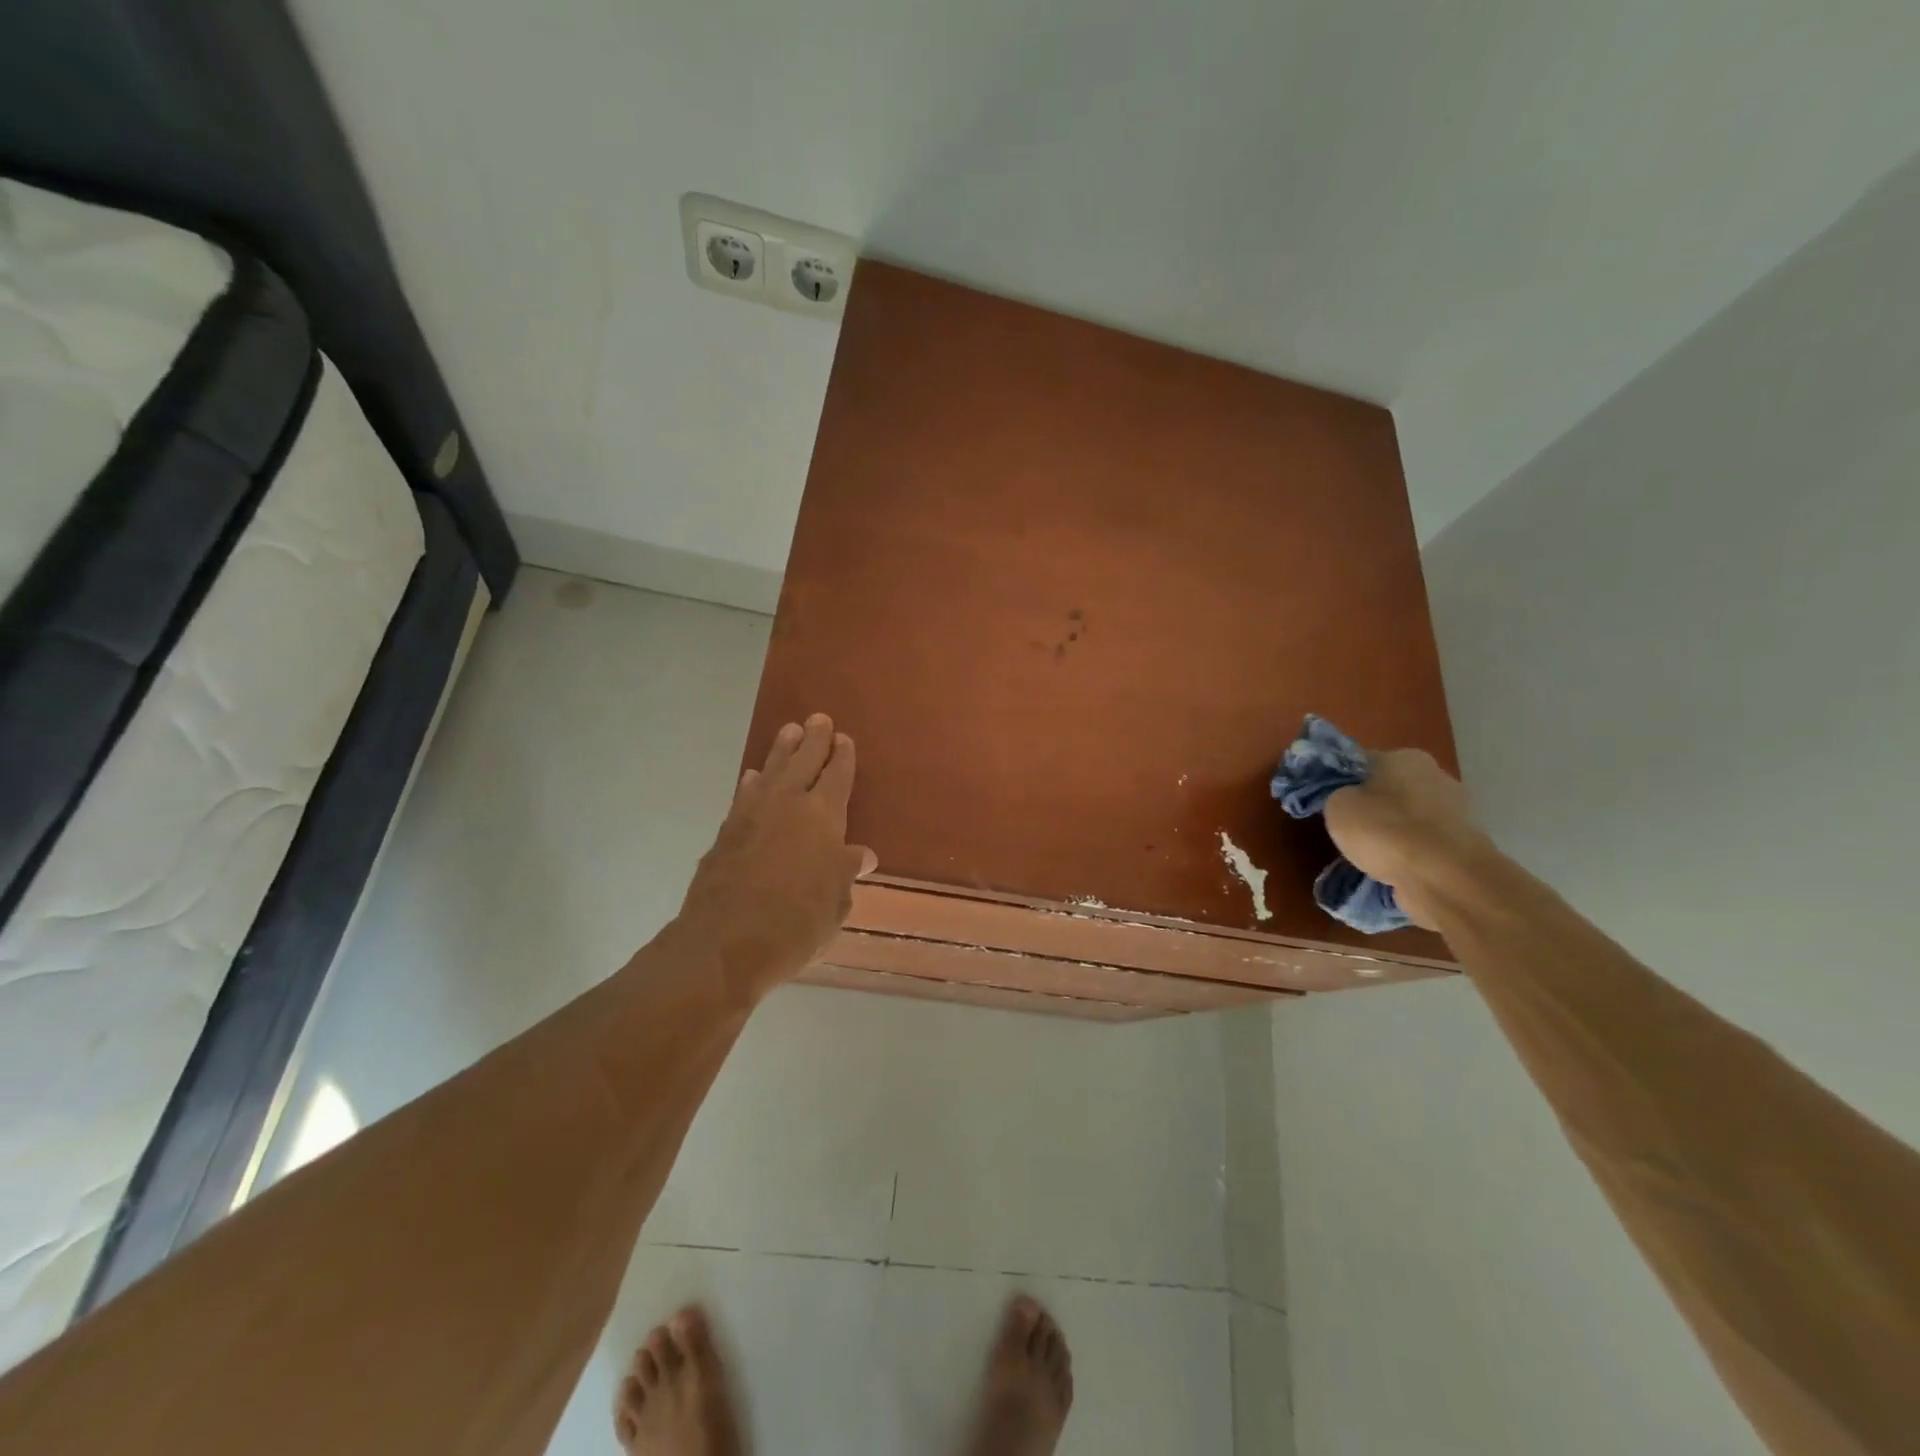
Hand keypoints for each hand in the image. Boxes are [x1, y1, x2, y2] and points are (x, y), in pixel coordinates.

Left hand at [677, 714, 876, 999]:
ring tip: (788, 732)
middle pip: (803, 761)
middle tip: (818, 718)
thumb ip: (845, 873)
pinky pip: (744, 794)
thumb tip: (861, 856)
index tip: (843, 738)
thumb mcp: (835, 904)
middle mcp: (788, 804)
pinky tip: (753, 778)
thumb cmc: (796, 924)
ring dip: (781, 751)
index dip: (842, 757)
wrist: (724, 943)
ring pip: (771, 770)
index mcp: (823, 816)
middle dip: (813, 739)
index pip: (837, 776)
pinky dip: (753, 782)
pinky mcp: (726, 831)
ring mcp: (752, 814)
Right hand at [1322, 748, 1491, 929]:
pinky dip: (1409, 854)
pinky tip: (1393, 869)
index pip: (1363, 762)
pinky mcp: (1464, 846)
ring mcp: (1456, 812)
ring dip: (1391, 833)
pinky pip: (1423, 845)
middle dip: (1371, 807)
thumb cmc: (1384, 830)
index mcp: (1405, 757)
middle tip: (1347, 829)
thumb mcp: (1337, 805)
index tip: (1329, 801)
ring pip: (1408, 819)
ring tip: (1369, 855)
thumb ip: (1338, 794)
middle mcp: (1436, 776)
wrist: (1444, 878)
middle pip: (1390, 790)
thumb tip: (1348, 798)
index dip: (1342, 781)